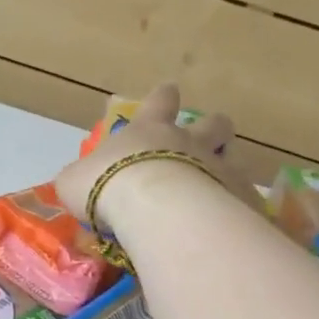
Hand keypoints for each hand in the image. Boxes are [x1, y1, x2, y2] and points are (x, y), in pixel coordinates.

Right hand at [55, 84, 242, 231]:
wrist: (153, 209)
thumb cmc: (106, 186)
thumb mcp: (74, 182)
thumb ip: (80, 178)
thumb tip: (77, 183)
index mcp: (149, 130)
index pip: (160, 100)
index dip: (163, 98)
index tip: (167, 96)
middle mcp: (188, 140)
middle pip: (213, 121)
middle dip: (211, 128)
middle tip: (202, 146)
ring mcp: (218, 164)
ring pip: (235, 152)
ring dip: (228, 162)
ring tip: (219, 183)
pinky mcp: (239, 194)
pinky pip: (244, 193)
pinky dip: (237, 202)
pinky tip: (229, 221)